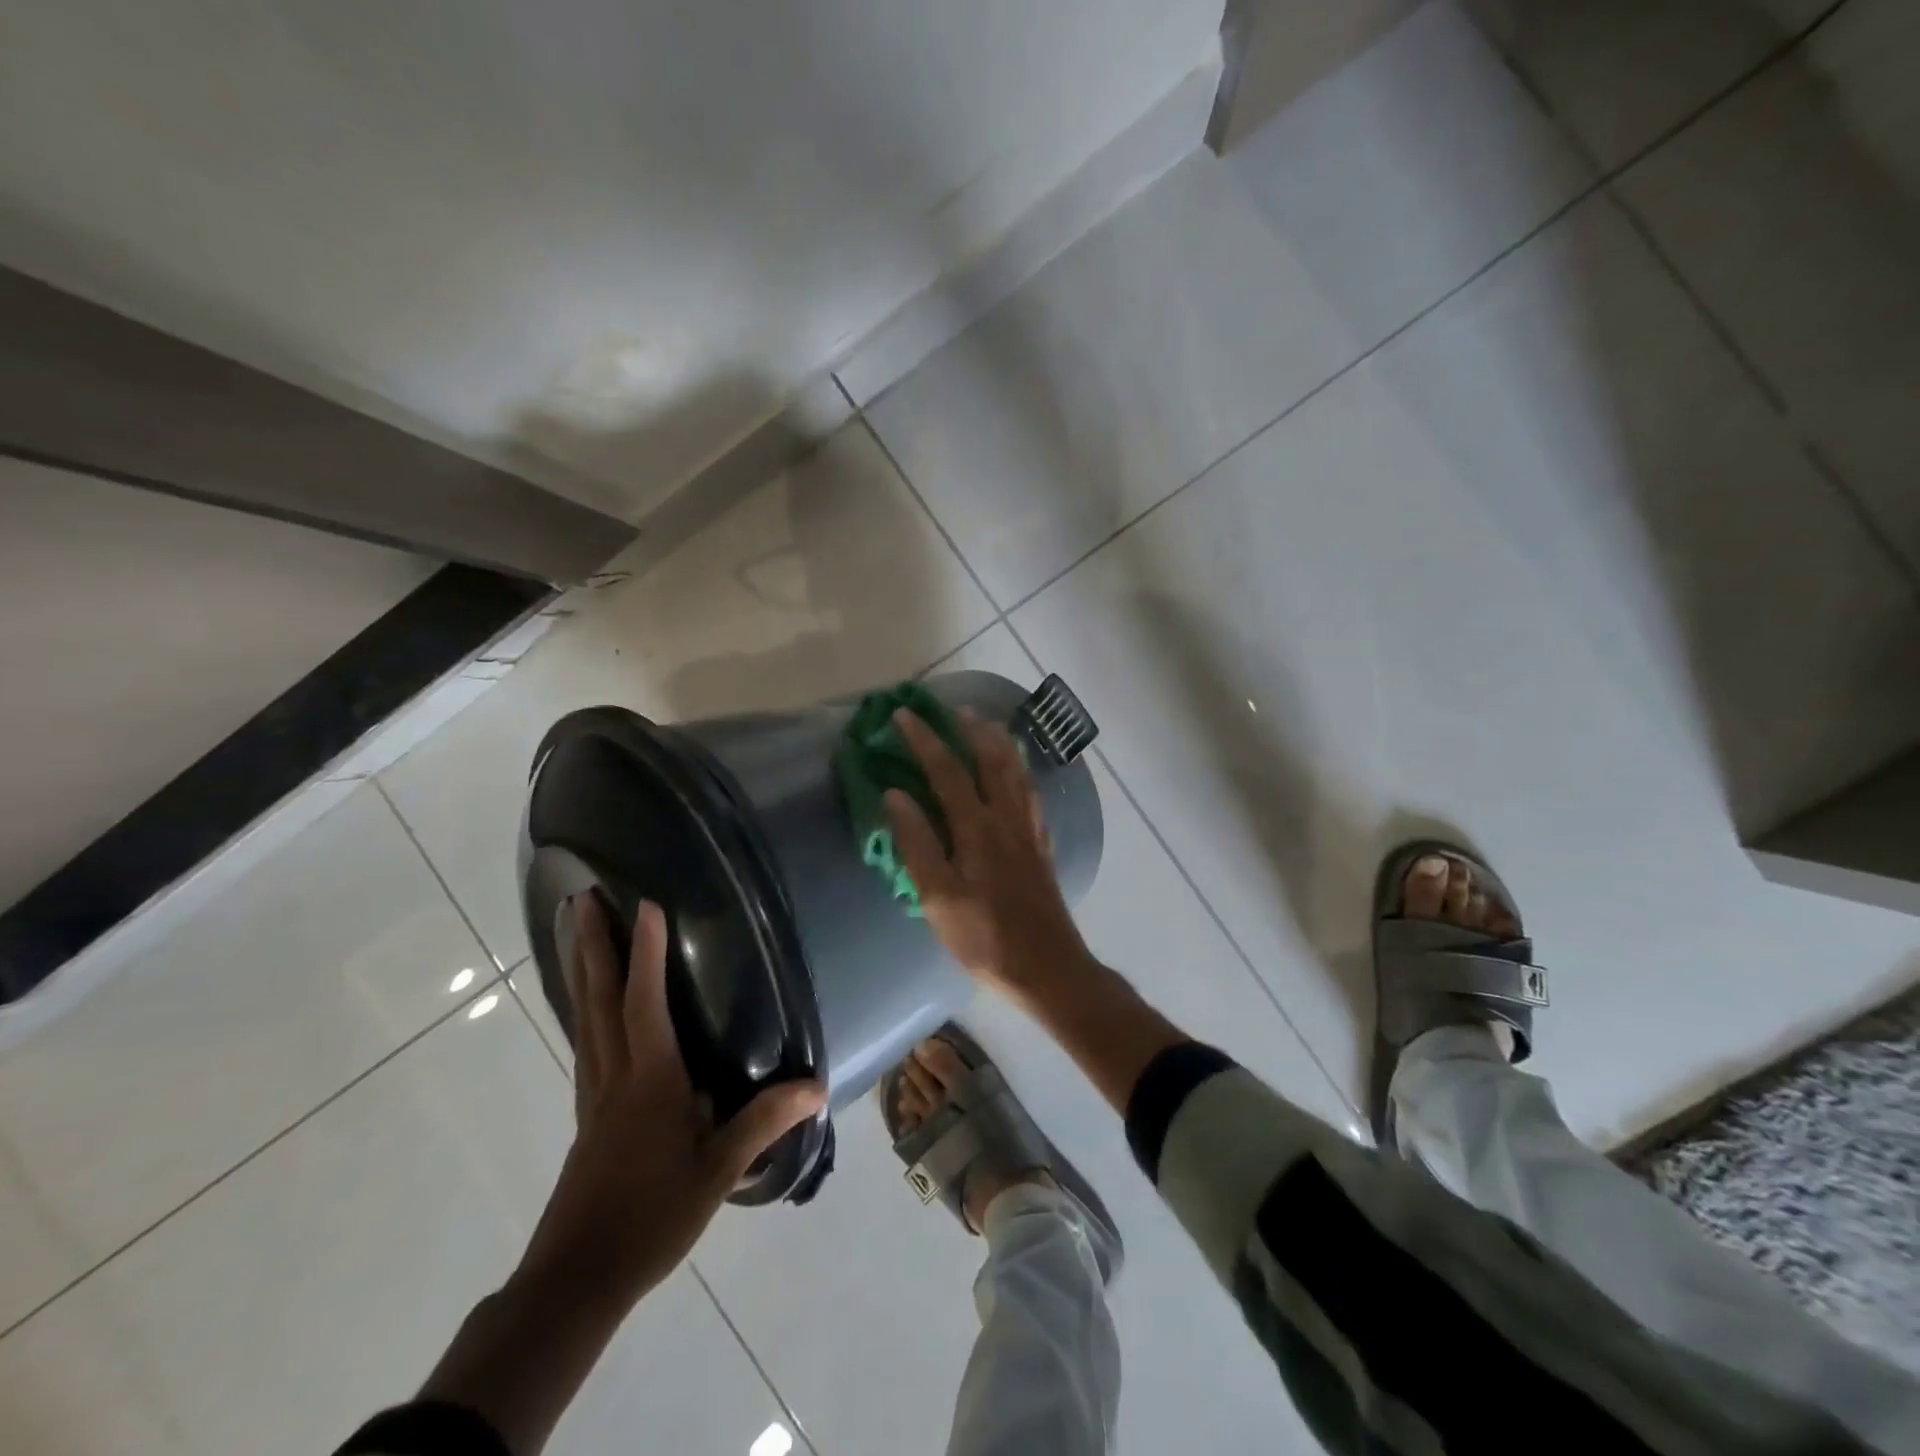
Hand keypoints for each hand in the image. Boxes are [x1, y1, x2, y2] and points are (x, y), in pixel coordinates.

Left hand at [518, 893, 824, 1307]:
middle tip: (583, 898)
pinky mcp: (587, 1115)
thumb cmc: (649, 1219)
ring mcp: (594, 1095)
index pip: (645, 1004)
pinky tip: (590, 1009)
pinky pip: (585, 1043)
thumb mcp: (716, 1173)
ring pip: (585, 1019)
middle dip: (594, 946)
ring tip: (579, 934)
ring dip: (582, 971)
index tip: (645, 904)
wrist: (574, 1282)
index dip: (645, 953)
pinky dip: (585, 1009)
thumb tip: (816, 1087)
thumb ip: (763, 1124)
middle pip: (599, 1000)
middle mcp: (615, 1076)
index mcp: (649, 1081)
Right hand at [885, 708, 1094, 1003]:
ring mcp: (1029, 829)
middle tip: (953, 709)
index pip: (947, 770)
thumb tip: (896, 794)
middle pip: (991, 759)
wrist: (1046, 966)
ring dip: (999, 742)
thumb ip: (917, 842)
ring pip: (1016, 770)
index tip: (903, 715)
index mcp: (977, 827)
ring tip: (987, 724)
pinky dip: (1019, 769)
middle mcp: (1007, 817)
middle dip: (970, 729)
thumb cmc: (984, 936)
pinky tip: (1017, 772)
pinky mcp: (1041, 844)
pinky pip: (1030, 791)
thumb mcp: (938, 897)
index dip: (924, 739)